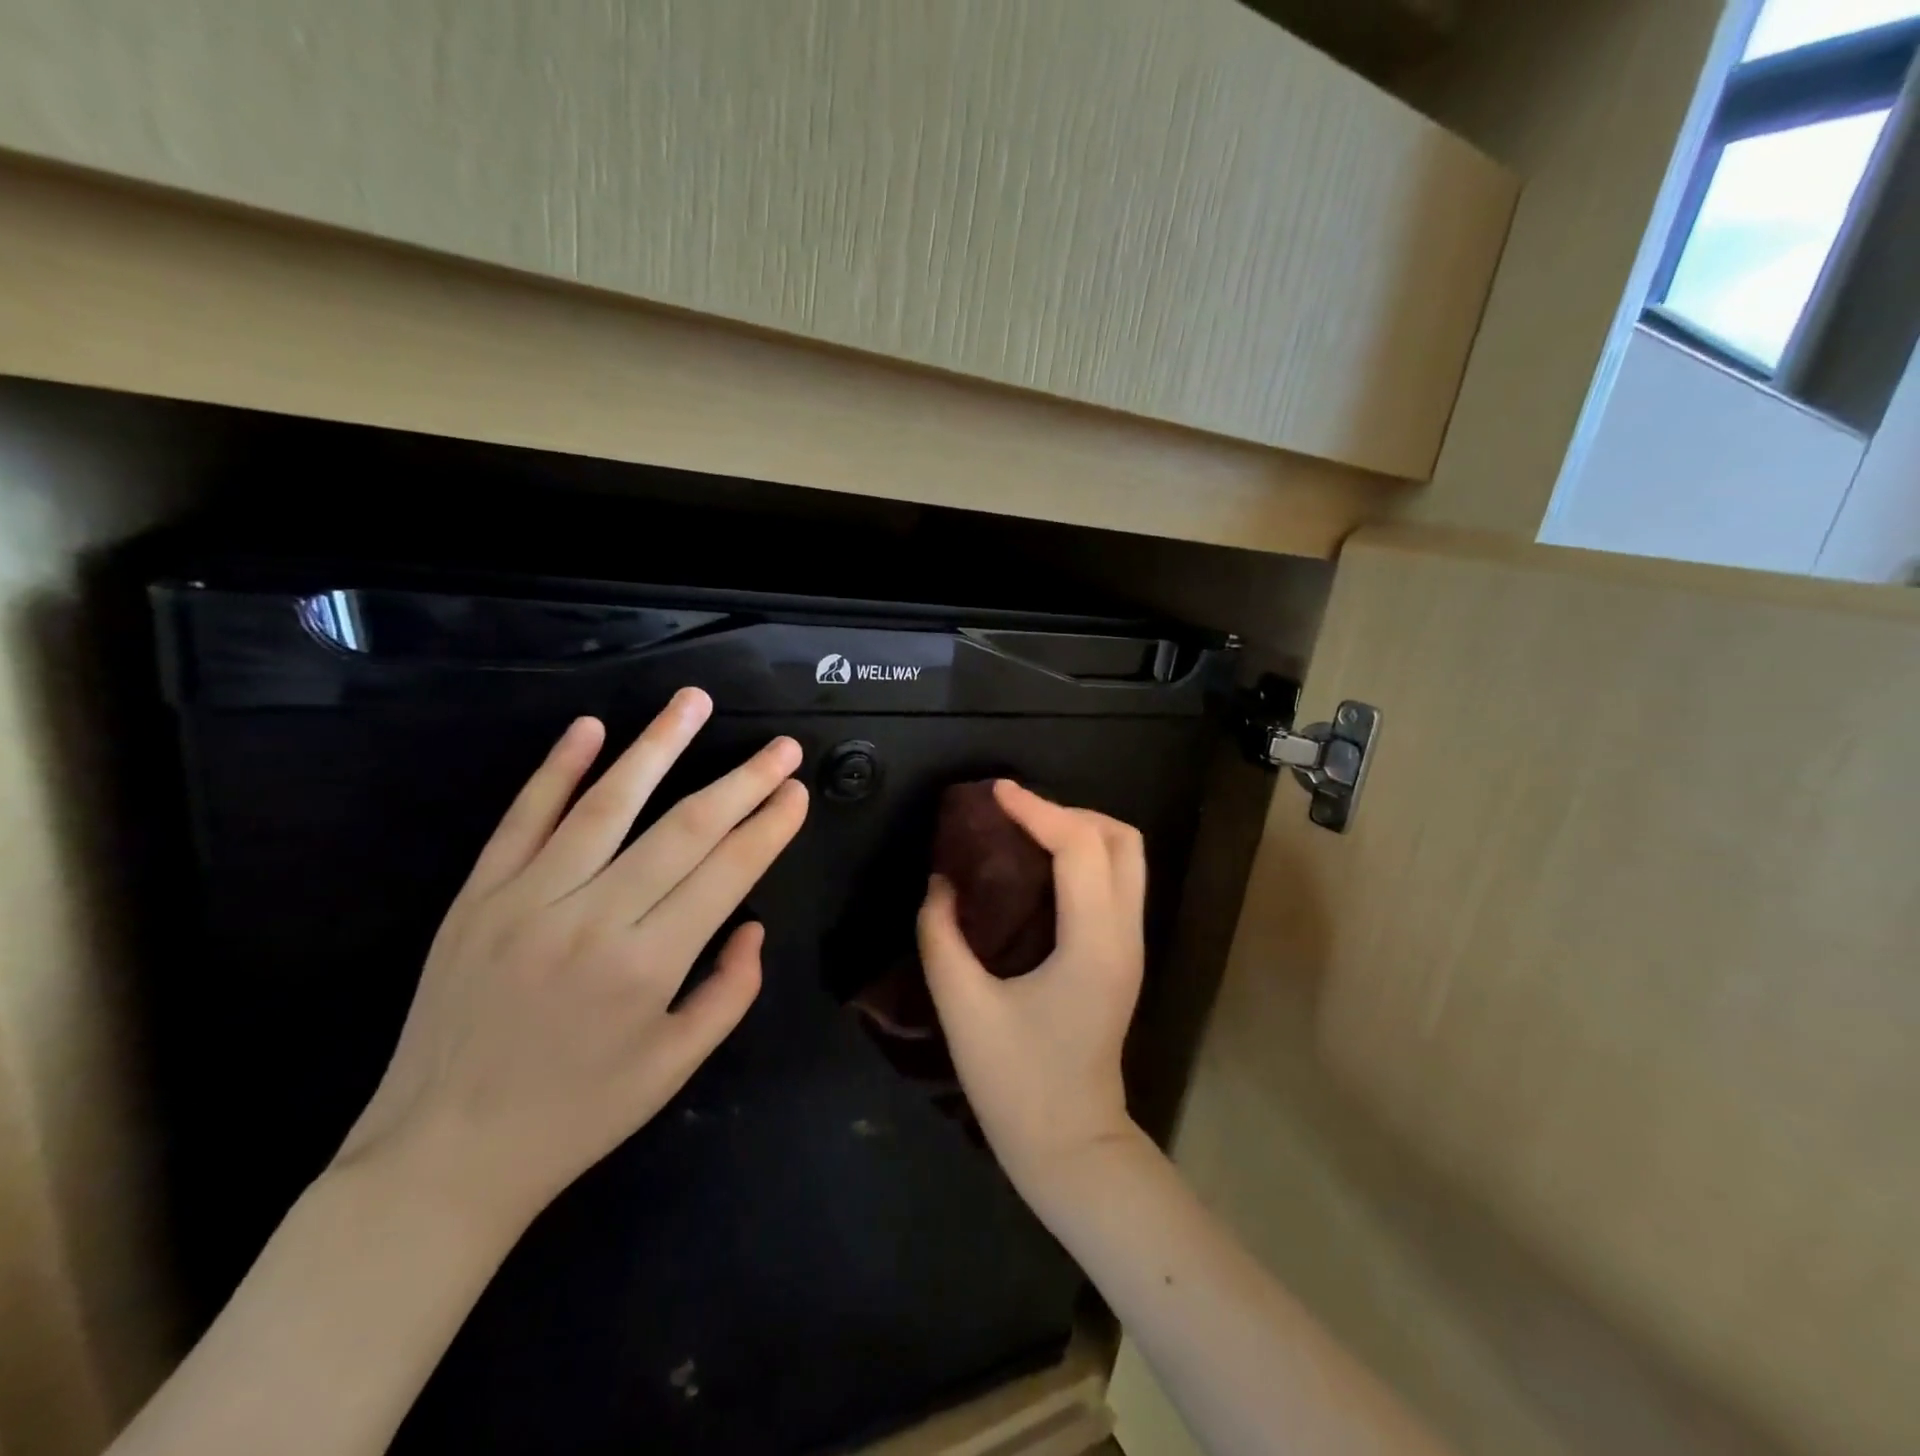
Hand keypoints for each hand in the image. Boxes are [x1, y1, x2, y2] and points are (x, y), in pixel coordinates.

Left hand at [335, 688, 807, 1230]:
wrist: (442, 1156)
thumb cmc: (576, 1116)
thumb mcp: (675, 1068)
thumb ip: (730, 991)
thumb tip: (753, 924)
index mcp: (647, 965)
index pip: (727, 871)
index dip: (769, 825)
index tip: (797, 791)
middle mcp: (592, 918)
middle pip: (683, 827)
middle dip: (742, 780)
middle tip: (782, 747)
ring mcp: (527, 899)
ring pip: (607, 804)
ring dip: (658, 746)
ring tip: (694, 701)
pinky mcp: (477, 895)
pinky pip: (522, 819)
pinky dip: (557, 770)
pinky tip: (590, 728)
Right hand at [917, 781, 1144, 1199]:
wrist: (1072, 1146)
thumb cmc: (1017, 1085)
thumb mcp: (964, 1010)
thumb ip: (942, 938)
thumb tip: (940, 882)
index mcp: (1093, 945)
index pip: (1080, 848)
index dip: (1038, 809)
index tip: (995, 792)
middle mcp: (1125, 936)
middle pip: (1123, 840)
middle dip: (1069, 812)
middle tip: (1014, 815)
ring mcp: (1132, 946)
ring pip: (1128, 858)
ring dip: (1082, 831)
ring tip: (1026, 833)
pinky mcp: (1123, 956)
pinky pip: (1116, 882)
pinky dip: (1085, 856)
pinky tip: (1040, 869)